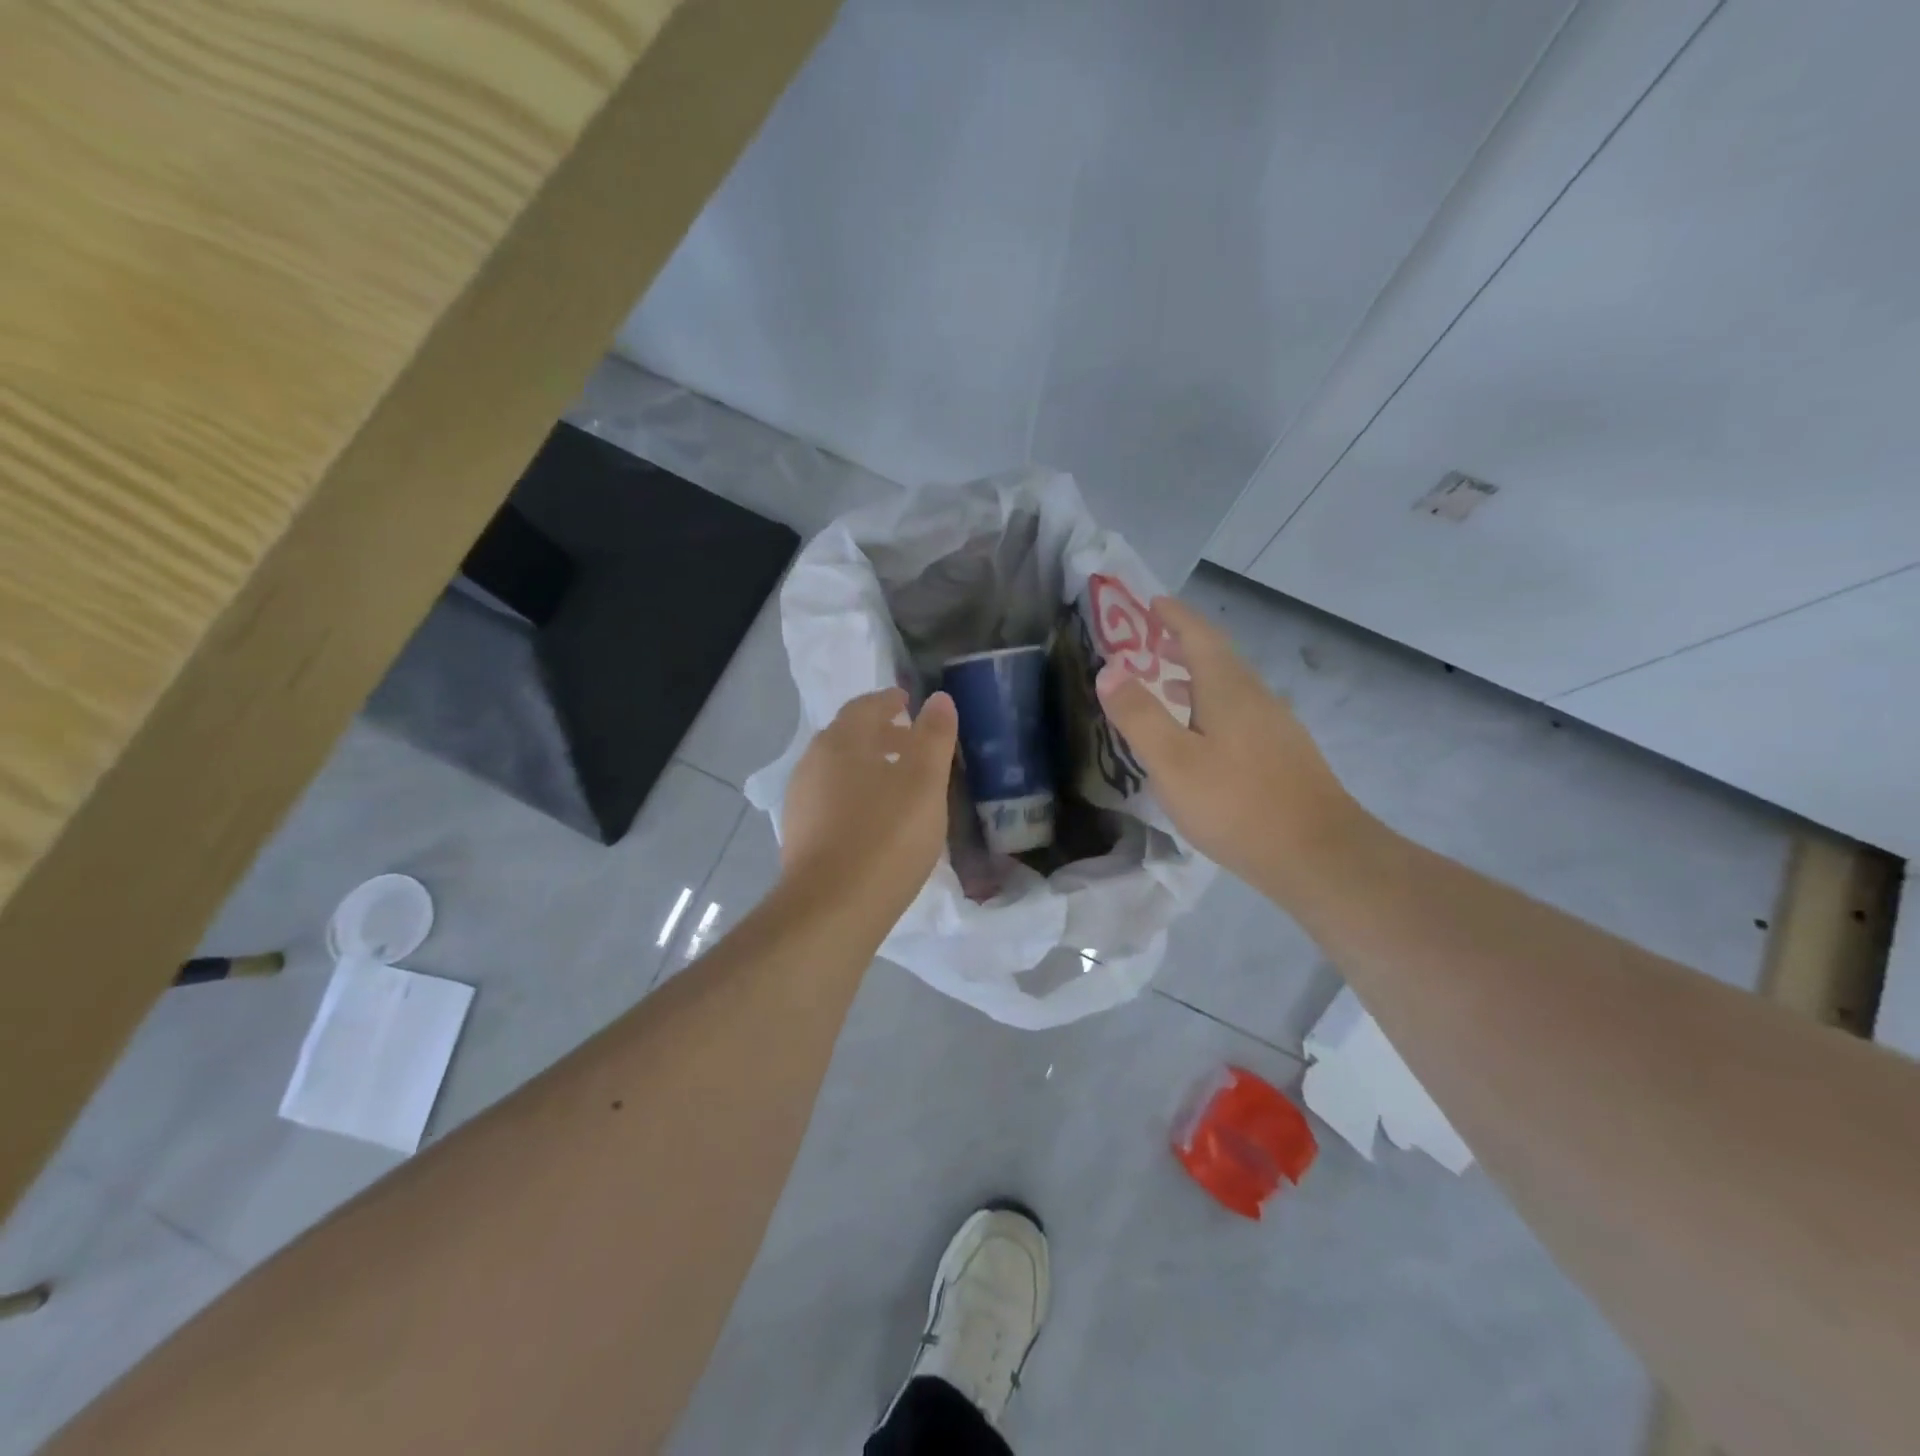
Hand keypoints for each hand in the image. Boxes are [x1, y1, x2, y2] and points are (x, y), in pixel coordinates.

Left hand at [779, 687, 958, 920]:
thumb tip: (939, 699)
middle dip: (880, 734)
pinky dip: (857, 795)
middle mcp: (812, 764)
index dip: (888, 701)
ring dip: (868, 766)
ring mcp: (801, 802)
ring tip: (899, 782)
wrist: (832, 909)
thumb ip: (933, 736)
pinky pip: (832, 801)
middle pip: (848, 737)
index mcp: (839, 742)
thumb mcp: (924, 782)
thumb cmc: (886, 836)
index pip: (863, 707)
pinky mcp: (800, 837)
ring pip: (839, 771)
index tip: (908, 701)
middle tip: (911, 741)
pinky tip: (877, 819)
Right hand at [1095, 596, 1358, 885]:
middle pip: (1218, 658)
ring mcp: (1275, 726)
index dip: (1174, 617)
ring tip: (1165, 685)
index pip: (1199, 636)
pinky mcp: (1283, 755)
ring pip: (1229, 688)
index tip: (1152, 602)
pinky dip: (1210, 708)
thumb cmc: (1236, 804)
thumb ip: (1139, 715)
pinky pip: (1239, 714)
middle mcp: (1256, 697)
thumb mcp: (1173, 762)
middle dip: (1183, 645)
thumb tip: (1109, 669)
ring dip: (1196, 679)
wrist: (1318, 855)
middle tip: (1149, 642)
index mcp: (1229, 689)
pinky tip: (1200, 737)